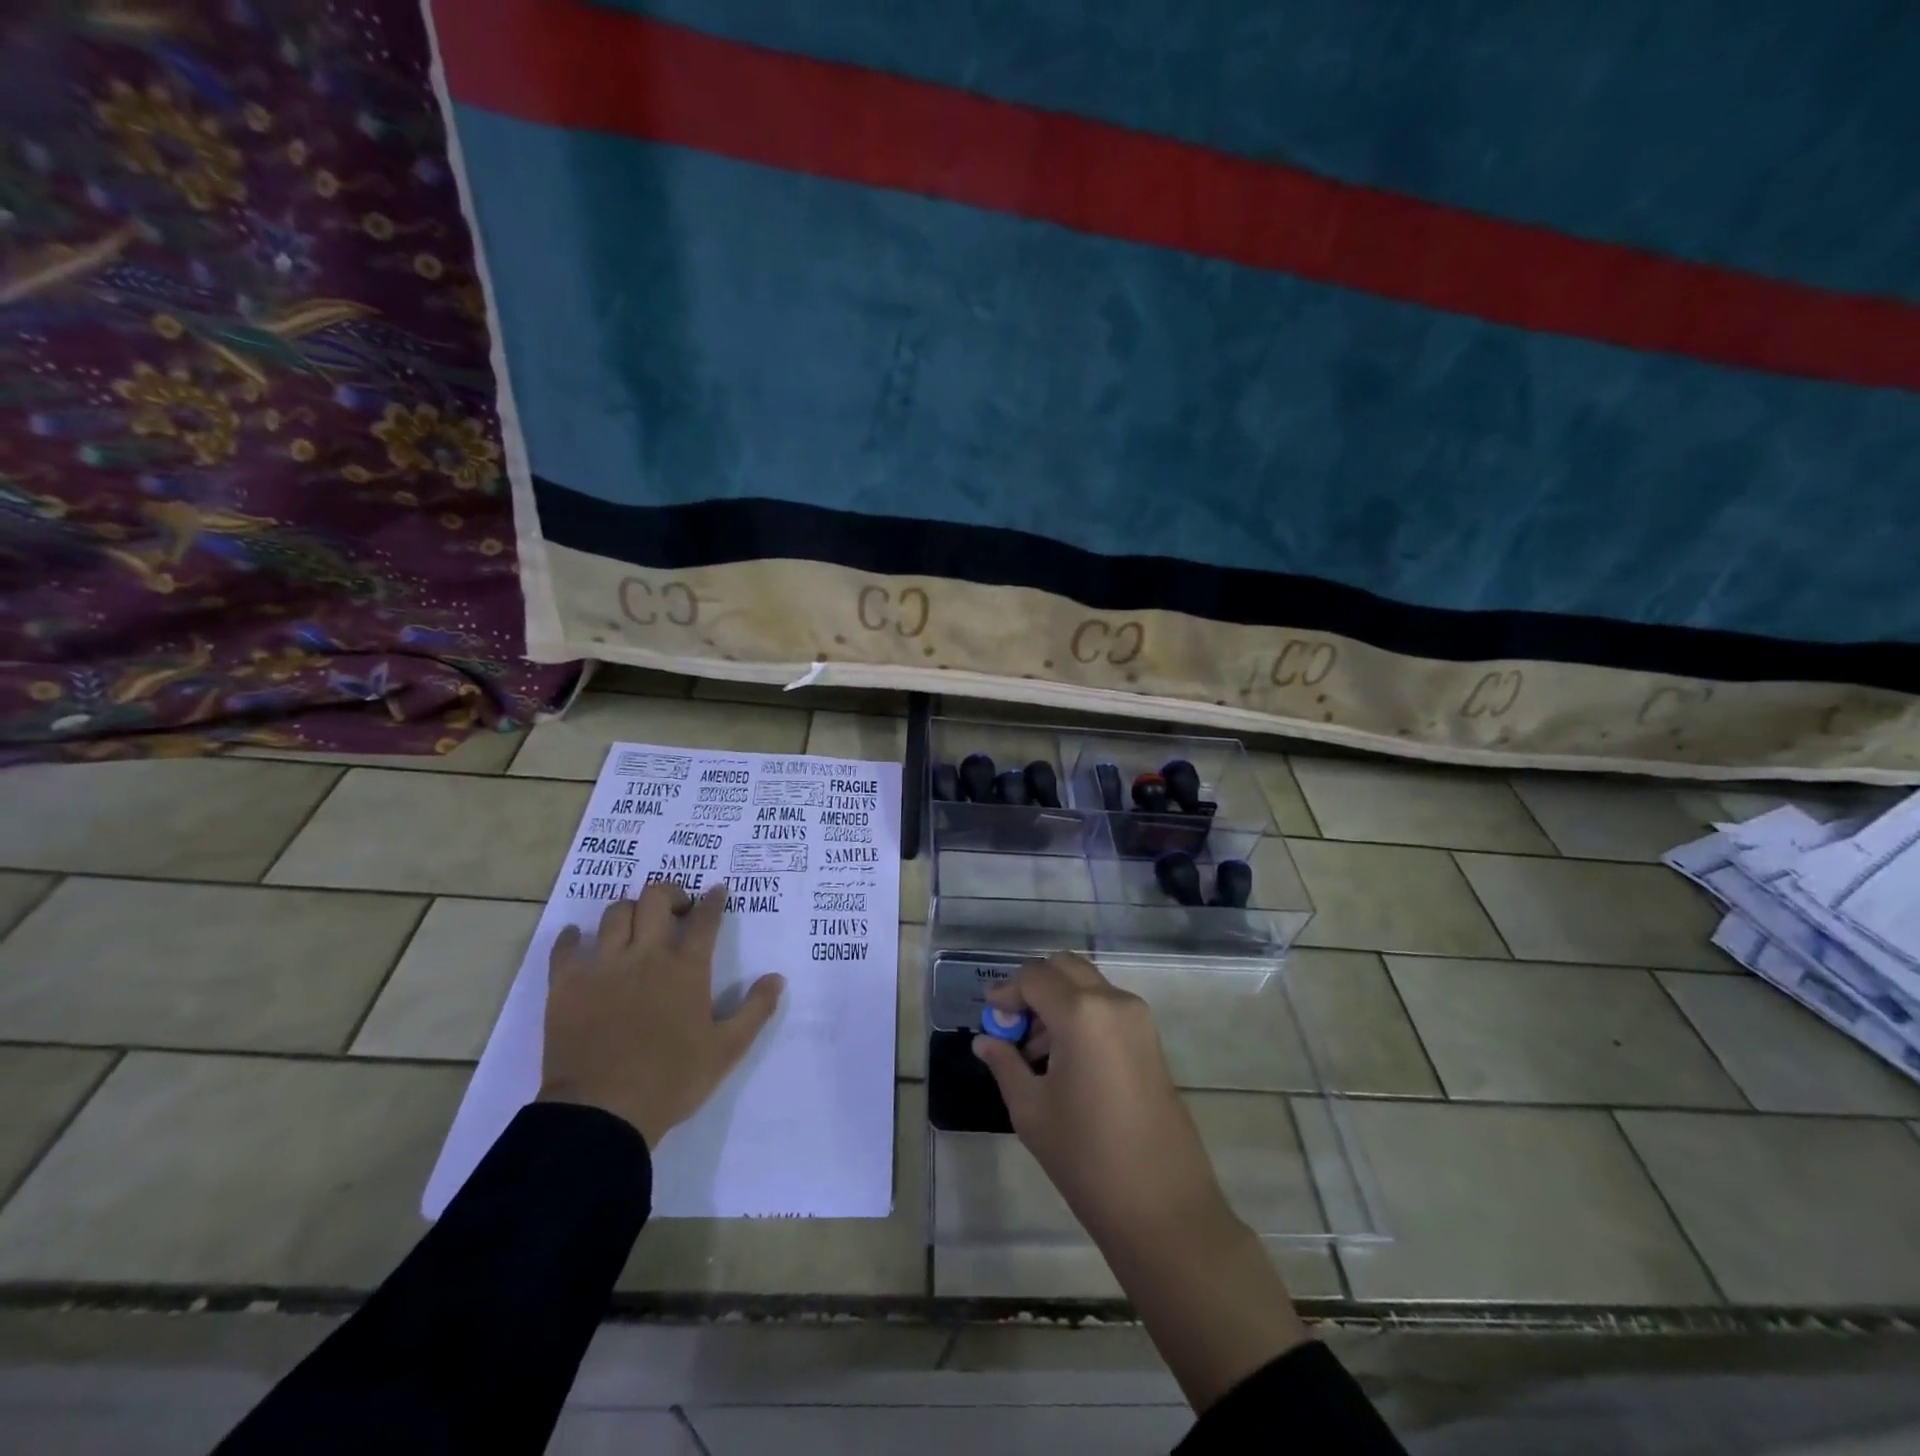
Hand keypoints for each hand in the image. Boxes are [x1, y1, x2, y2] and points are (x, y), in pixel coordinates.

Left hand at [538, 882, 784, 1147]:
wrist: (602, 1113)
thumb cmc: (671, 1080)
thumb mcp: (727, 1049)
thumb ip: (756, 1010)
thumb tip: (776, 978)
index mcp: (687, 968)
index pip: (705, 918)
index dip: (713, 900)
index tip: (717, 890)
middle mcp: (646, 955)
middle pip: (655, 899)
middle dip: (669, 893)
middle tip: (676, 908)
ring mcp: (604, 966)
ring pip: (614, 913)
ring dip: (629, 911)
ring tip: (634, 924)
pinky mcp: (567, 985)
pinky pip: (565, 947)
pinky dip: (572, 938)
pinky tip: (578, 940)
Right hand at [971, 952, 1230, 1248]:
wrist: (1162, 1206)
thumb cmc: (1086, 1157)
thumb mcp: (1031, 1110)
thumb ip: (1004, 1064)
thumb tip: (984, 1040)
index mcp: (1081, 1013)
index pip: (1034, 977)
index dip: (1006, 991)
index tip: (990, 1018)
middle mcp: (1113, 1001)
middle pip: (1064, 968)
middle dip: (1034, 987)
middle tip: (1013, 1025)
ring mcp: (1138, 1018)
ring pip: (1087, 984)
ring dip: (1057, 1000)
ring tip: (1035, 1051)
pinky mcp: (1151, 1038)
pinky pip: (1107, 1006)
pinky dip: (1081, 1014)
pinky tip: (1065, 1059)